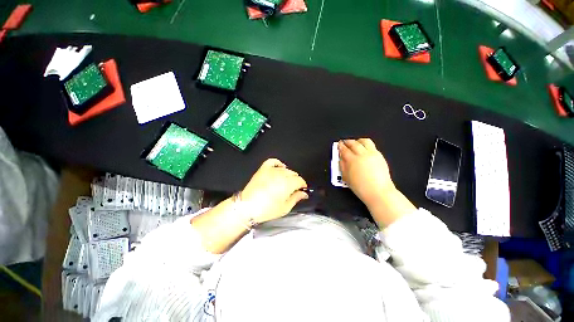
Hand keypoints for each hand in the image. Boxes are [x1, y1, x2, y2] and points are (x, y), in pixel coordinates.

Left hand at [240, 158, 308, 223]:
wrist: (247, 206)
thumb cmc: (267, 209)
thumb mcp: (285, 208)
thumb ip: (296, 198)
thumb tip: (304, 194)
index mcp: (288, 184)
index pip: (300, 180)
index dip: (302, 185)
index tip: (302, 189)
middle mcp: (281, 174)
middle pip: (293, 174)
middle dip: (295, 181)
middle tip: (293, 189)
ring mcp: (271, 170)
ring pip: (285, 169)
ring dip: (288, 175)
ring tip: (285, 182)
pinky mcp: (263, 169)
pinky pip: (273, 162)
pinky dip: (278, 164)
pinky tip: (280, 168)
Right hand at [338, 139, 394, 206]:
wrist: (378, 192)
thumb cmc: (361, 187)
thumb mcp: (346, 178)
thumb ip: (342, 166)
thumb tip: (340, 158)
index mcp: (352, 160)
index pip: (344, 150)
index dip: (340, 146)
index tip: (339, 145)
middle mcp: (362, 154)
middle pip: (353, 143)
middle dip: (348, 141)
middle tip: (344, 142)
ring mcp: (372, 154)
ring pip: (364, 141)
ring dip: (358, 141)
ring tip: (355, 142)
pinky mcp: (379, 156)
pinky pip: (372, 146)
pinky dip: (366, 145)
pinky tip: (364, 148)